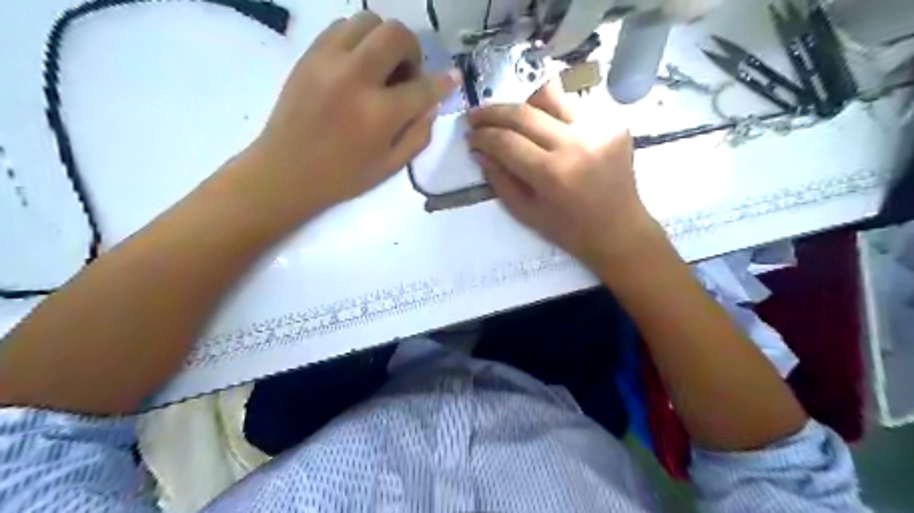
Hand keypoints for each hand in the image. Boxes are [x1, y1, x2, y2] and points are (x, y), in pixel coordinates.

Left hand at [242, 10, 456, 215]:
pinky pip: (341, 27)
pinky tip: (358, 64)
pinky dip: (358, 39)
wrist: (285, 172)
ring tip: (381, 67)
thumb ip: (418, 134)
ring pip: (368, 21)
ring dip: (384, 40)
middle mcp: (355, 78)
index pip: (422, 87)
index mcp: (379, 114)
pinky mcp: (309, 56)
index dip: (443, 82)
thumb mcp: (391, 166)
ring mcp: (328, 62)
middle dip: (412, 50)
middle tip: (407, 74)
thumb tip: (431, 104)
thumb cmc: (342, 177)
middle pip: (395, 35)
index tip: (452, 78)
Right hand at [467, 80, 661, 267]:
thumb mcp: (526, 213)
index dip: (482, 136)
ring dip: (523, 105)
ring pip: (550, 96)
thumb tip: (479, 151)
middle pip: (524, 112)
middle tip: (476, 116)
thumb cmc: (569, 230)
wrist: (619, 230)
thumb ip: (499, 180)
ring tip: (513, 119)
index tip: (470, 136)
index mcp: (553, 174)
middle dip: (492, 112)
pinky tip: (547, 128)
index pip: (506, 141)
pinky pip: (574, 104)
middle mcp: (576, 143)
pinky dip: (553, 112)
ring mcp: (599, 128)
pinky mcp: (614, 122)